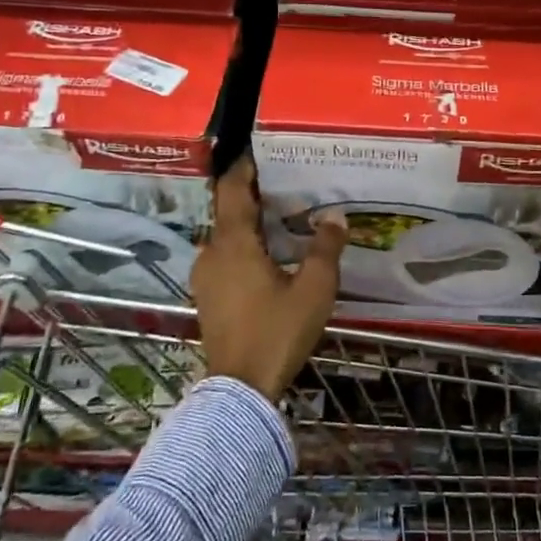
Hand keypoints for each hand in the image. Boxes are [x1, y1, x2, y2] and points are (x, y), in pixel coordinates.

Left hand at [190, 156, 347, 399]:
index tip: (262, 150)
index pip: (231, 188)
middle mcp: (212, 252)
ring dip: (249, 223)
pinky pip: (225, 257)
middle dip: (253, 194)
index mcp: (234, 242)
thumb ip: (326, 248)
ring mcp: (205, 276)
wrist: (240, 389)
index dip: (244, 166)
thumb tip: (335, 217)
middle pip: (228, 210)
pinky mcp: (207, 296)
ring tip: (281, 218)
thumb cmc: (277, 332)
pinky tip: (268, 256)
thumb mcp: (314, 289)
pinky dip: (243, 247)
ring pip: (226, 235)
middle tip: (286, 184)